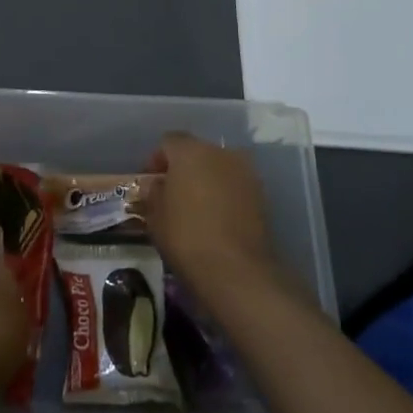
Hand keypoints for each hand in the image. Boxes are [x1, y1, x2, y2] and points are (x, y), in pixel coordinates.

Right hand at [140, 131, 281, 303]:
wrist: (236, 270)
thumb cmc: (186, 236)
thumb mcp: (155, 215)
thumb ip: (153, 192)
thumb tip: (156, 184)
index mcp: (189, 151)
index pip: (168, 142)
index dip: (157, 159)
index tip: (150, 181)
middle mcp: (220, 152)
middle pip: (196, 152)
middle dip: (184, 168)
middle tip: (173, 194)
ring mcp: (245, 172)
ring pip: (219, 168)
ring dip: (207, 180)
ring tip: (197, 208)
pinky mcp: (261, 195)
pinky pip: (235, 186)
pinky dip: (226, 195)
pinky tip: (217, 218)